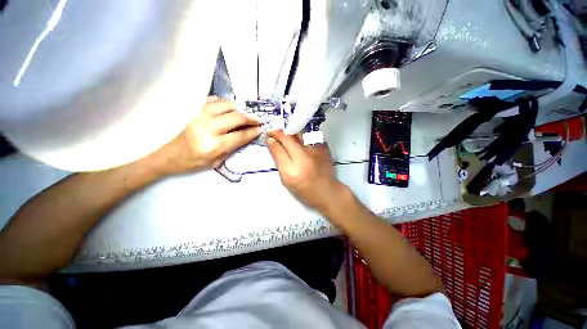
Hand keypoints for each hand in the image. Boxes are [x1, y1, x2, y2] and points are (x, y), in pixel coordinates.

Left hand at [154, 98, 260, 174]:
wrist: (170, 156)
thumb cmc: (194, 162)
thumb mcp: (217, 161)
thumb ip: (233, 147)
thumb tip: (248, 135)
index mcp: (213, 146)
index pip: (239, 136)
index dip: (252, 132)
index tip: (260, 129)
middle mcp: (207, 128)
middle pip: (235, 117)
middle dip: (250, 118)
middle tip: (258, 120)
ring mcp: (199, 116)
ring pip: (225, 105)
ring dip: (239, 108)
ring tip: (245, 113)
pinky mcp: (194, 111)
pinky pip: (212, 100)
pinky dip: (224, 103)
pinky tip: (229, 108)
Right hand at [266, 130, 344, 213]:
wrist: (327, 191)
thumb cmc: (304, 190)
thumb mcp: (286, 180)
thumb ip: (279, 161)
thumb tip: (272, 143)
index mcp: (291, 171)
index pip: (278, 149)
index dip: (271, 140)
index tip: (268, 136)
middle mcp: (304, 158)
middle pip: (288, 138)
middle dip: (279, 133)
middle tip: (274, 132)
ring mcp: (316, 151)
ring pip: (299, 133)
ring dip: (290, 133)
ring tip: (287, 136)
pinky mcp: (324, 148)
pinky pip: (310, 136)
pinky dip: (303, 137)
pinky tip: (301, 141)